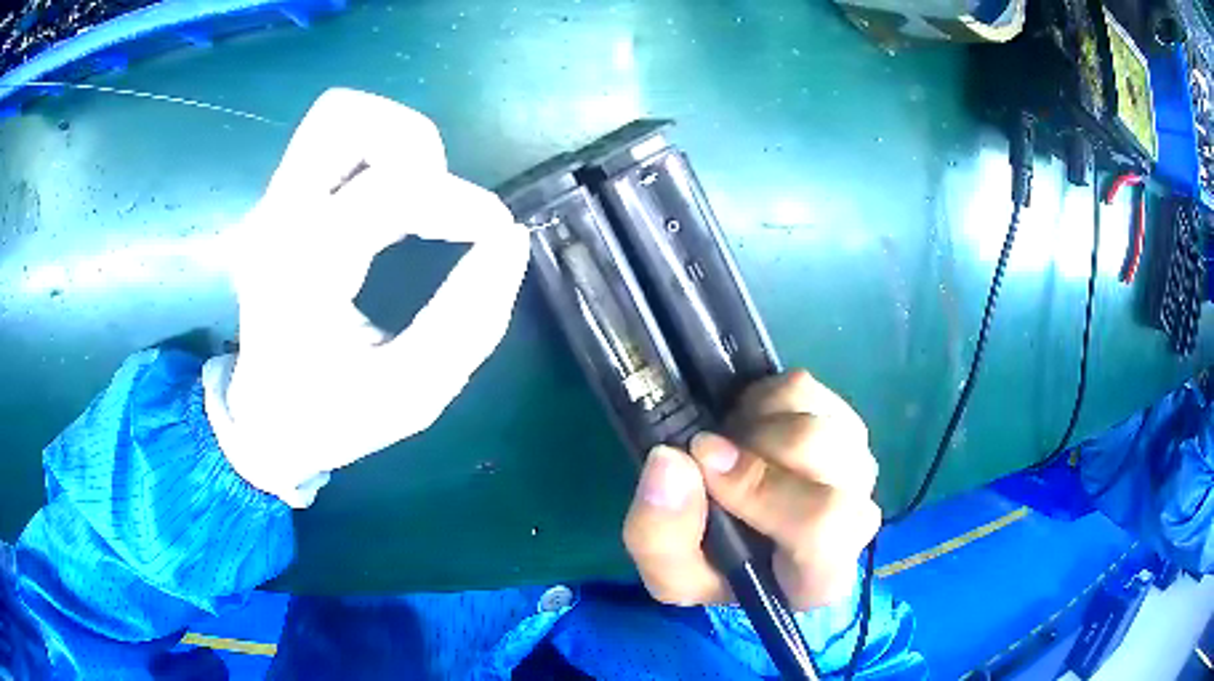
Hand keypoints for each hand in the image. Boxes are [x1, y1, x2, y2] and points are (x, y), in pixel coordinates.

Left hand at [203, 89, 529, 507]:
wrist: (263, 424)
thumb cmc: (331, 418)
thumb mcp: (413, 395)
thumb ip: (469, 322)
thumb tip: (509, 244)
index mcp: (302, 271)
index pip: (389, 191)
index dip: (462, 204)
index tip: (497, 237)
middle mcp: (277, 220)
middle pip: (342, 117)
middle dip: (415, 143)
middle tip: (439, 199)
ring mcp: (270, 206)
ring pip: (335, 115)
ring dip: (395, 139)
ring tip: (418, 196)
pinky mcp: (278, 204)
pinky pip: (331, 143)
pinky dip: (377, 154)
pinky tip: (391, 207)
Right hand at [623, 370, 879, 609]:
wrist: (746, 542)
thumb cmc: (716, 569)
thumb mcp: (670, 573)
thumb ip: (661, 532)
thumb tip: (671, 459)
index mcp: (822, 574)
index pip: (822, 523)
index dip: (760, 487)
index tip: (703, 459)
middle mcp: (858, 516)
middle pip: (819, 452)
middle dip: (749, 444)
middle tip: (709, 456)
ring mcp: (857, 464)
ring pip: (811, 414)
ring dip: (754, 424)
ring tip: (729, 450)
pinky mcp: (845, 423)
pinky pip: (803, 389)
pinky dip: (762, 400)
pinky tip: (748, 431)